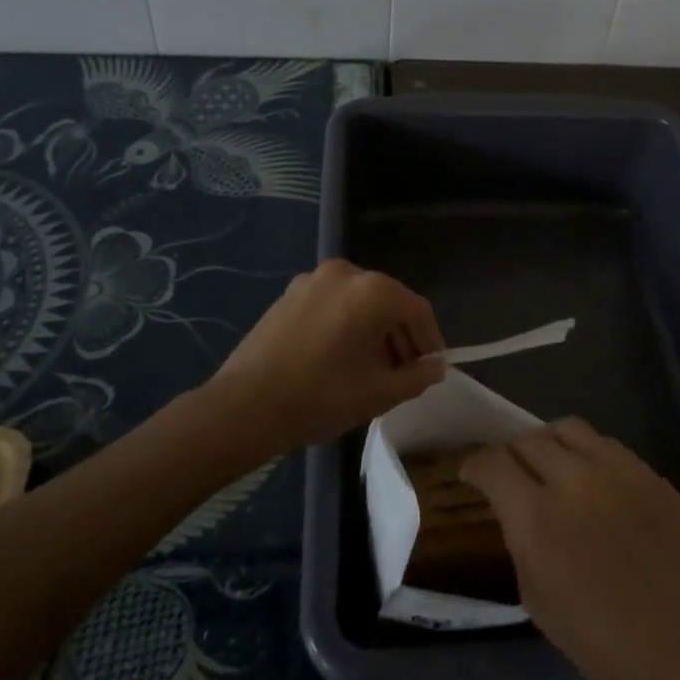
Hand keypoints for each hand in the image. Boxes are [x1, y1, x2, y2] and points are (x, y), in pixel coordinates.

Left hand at [212, 259, 445, 450]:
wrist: (245, 406)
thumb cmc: (322, 396)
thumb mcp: (379, 393)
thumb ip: (417, 376)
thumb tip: (435, 367)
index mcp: (373, 291)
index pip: (417, 310)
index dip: (430, 340)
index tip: (431, 368)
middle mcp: (346, 273)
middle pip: (388, 302)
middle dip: (400, 336)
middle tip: (404, 372)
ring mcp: (313, 280)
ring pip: (359, 302)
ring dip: (373, 331)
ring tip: (372, 369)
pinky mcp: (289, 294)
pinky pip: (332, 304)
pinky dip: (346, 324)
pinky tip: (339, 358)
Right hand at [461, 419, 679, 679]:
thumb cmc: (610, 649)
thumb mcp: (541, 606)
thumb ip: (521, 546)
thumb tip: (519, 516)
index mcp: (538, 519)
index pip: (493, 463)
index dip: (475, 464)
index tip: (471, 473)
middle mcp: (574, 480)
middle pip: (528, 439)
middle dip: (511, 454)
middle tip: (512, 475)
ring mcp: (617, 470)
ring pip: (568, 429)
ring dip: (549, 444)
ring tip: (552, 467)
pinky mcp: (650, 472)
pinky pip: (606, 445)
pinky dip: (588, 454)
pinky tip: (594, 482)